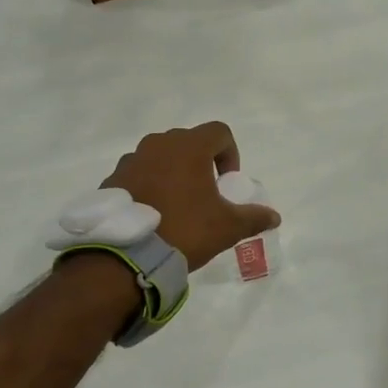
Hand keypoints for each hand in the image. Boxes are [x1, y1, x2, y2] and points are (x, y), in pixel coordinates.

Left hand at [101, 122, 279, 270]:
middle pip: (188, 142)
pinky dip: (149, 185)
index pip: (219, 132)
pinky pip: (138, 174)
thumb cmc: (185, 230)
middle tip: (205, 193)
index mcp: (189, 147)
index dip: (230, 153)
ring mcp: (131, 160)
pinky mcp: (112, 179)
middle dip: (200, 162)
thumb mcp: (227, 227)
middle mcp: (158, 144)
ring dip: (172, 172)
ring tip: (176, 204)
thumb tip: (274, 217)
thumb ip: (253, 217)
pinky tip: (152, 213)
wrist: (127, 255)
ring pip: (160, 156)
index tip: (227, 181)